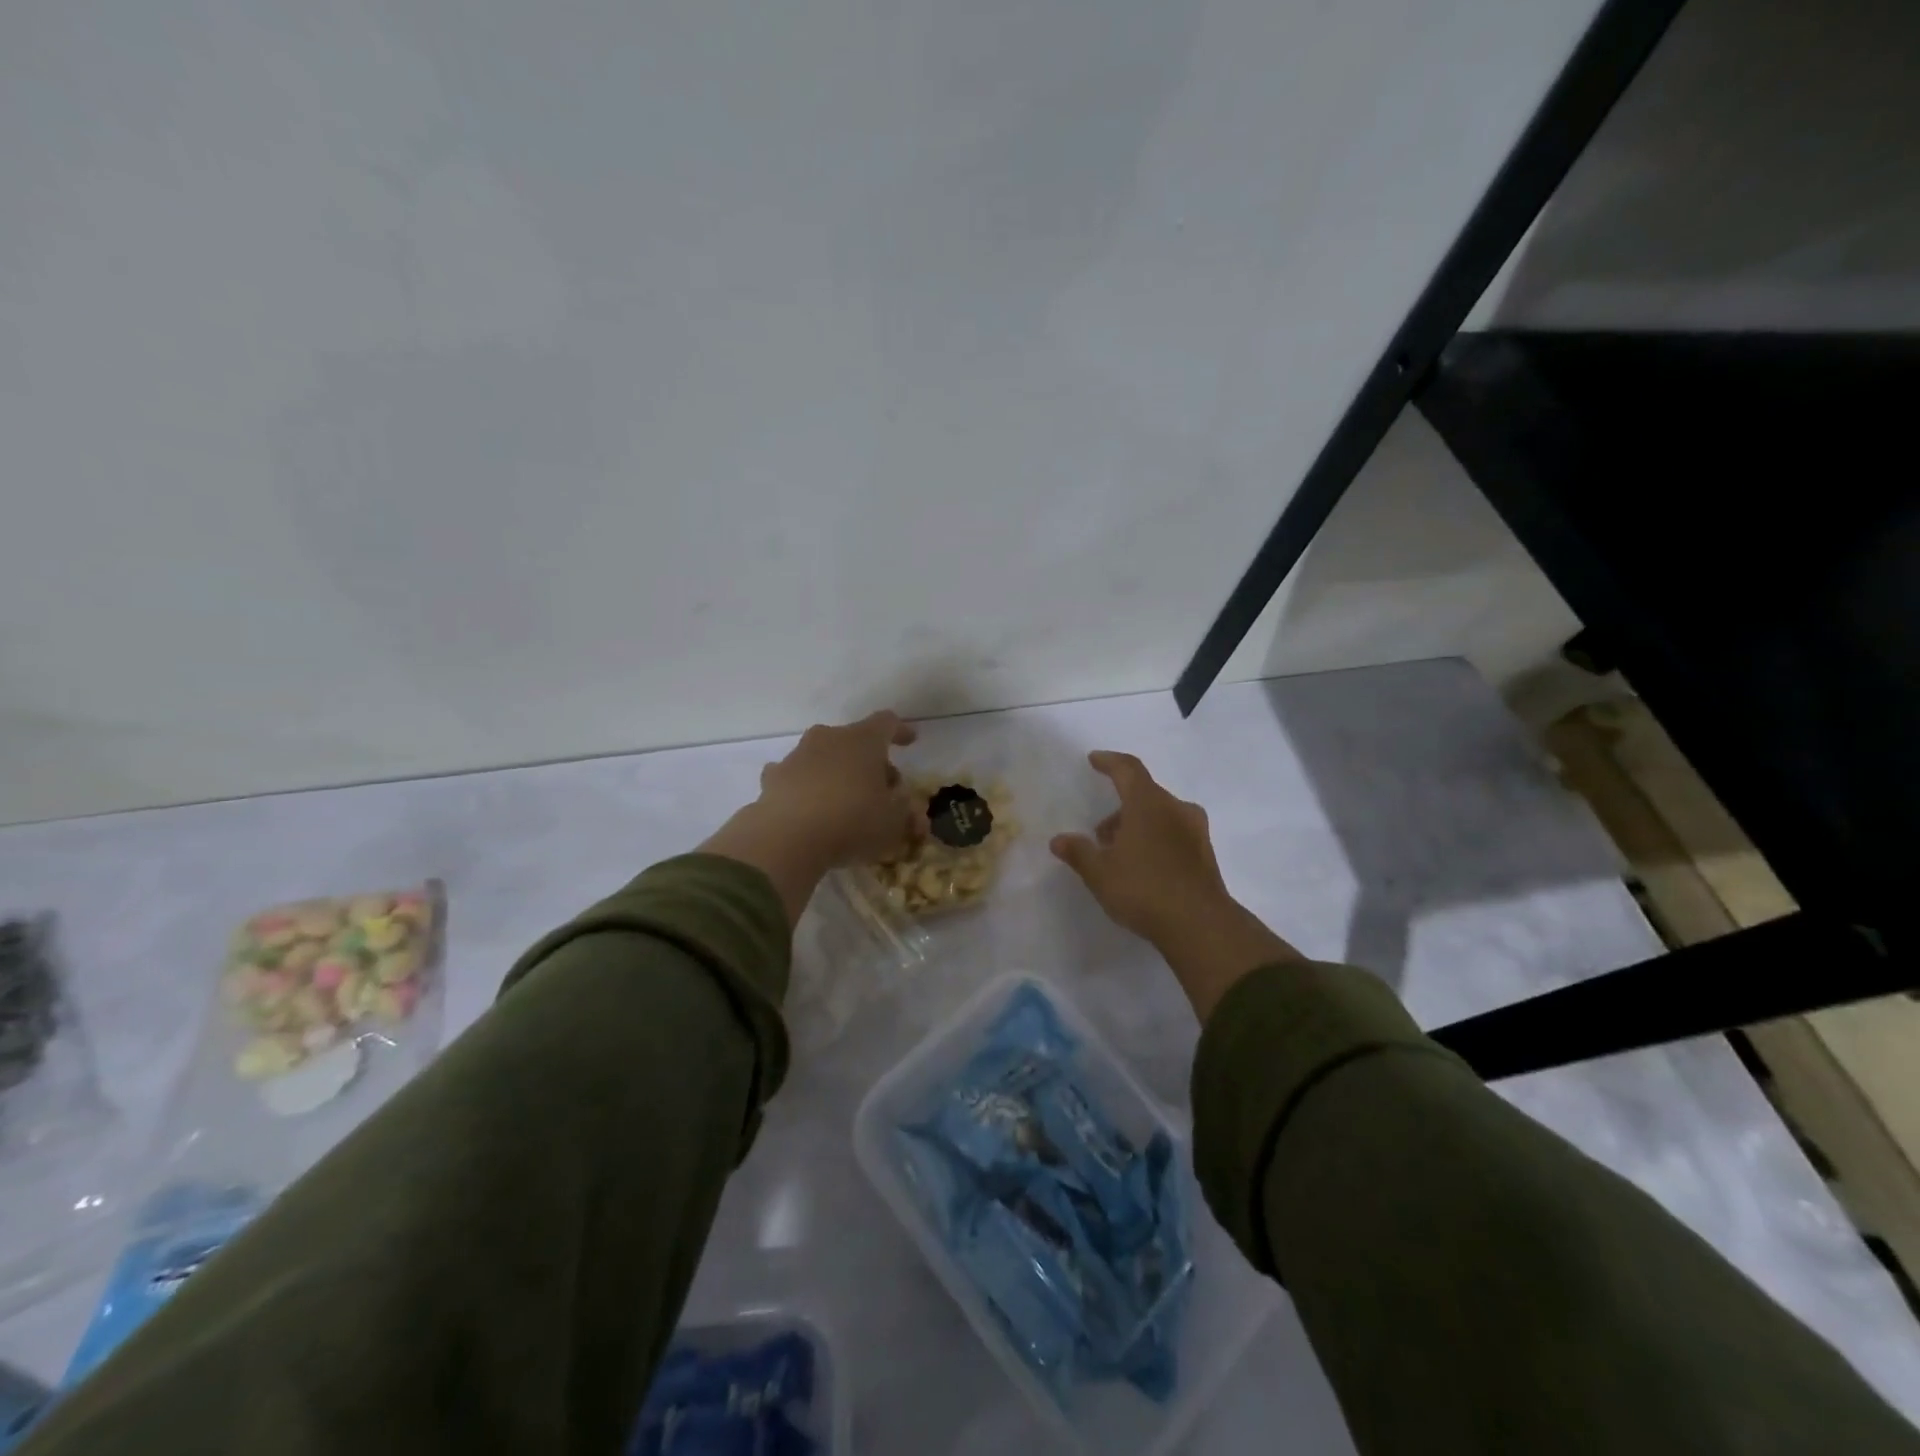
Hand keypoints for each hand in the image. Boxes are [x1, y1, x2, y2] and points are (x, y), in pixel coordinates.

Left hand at [700, 711, 923, 922]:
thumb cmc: (852, 823)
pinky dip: (806, 787)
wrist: (786, 839)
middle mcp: (829, 738)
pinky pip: (796, 777)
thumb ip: (907, 816)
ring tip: (845, 802)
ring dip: (838, 773)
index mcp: (864, 740)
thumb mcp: (893, 825)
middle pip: (855, 741)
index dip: (900, 731)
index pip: (887, 723)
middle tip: (882, 790)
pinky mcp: (773, 779)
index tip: (910, 741)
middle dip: (871, 762)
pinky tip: (808, 807)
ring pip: (824, 757)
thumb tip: (914, 816)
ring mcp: (797, 756)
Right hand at [1051, 751, 1301, 1021]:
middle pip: (1145, 794)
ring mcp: (1195, 831)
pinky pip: (1175, 833)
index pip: (1128, 769)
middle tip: (1100, 832)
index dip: (1109, 762)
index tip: (1094, 760)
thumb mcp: (1100, 873)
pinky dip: (1156, 839)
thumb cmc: (1144, 889)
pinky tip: (1143, 866)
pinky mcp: (1205, 854)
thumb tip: (1059, 840)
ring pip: (1161, 815)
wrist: (1200, 926)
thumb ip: (1078, 852)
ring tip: (1119, 853)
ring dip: (1138, 825)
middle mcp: (1176, 809)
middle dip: (1120, 807)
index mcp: (1149, 804)